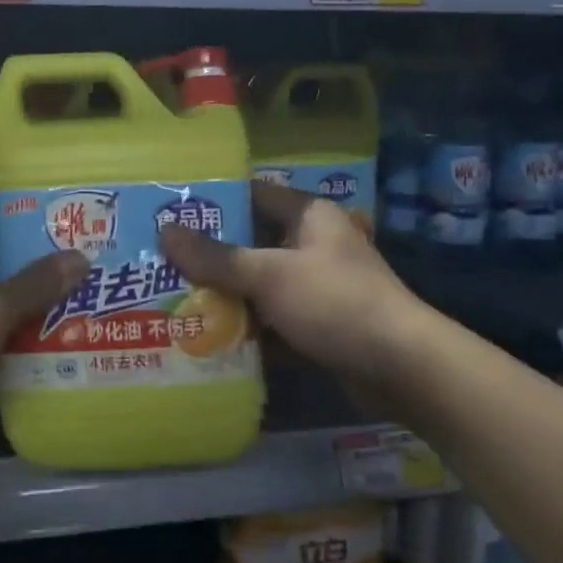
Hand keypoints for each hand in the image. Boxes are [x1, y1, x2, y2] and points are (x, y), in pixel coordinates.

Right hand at [159, 181, 423, 387]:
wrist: (402, 368)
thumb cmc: (336, 302)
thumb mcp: (270, 275)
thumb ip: (217, 257)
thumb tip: (165, 231)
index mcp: (308, 216)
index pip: (254, 194)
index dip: (215, 200)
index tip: (171, 210)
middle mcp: (312, 245)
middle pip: (251, 243)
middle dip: (209, 255)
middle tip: (160, 260)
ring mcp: (316, 287)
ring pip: (258, 285)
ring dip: (224, 295)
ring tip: (172, 298)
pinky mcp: (317, 324)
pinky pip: (271, 320)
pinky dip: (245, 328)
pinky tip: (206, 338)